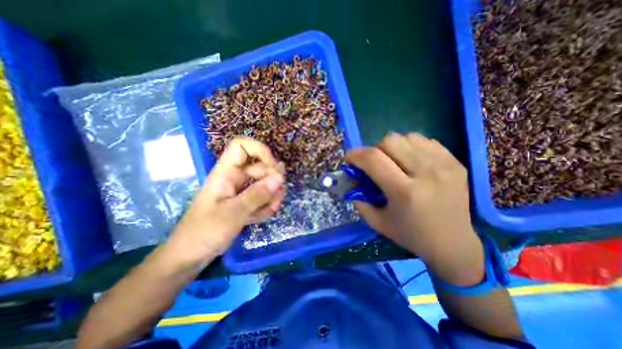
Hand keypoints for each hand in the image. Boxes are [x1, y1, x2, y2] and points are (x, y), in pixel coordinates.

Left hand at [169, 137, 285, 262]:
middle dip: (273, 181)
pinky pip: (261, 197)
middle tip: (277, 197)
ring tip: (271, 209)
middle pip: (260, 167)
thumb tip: (280, 177)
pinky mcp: (244, 202)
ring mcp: (240, 190)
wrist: (189, 257)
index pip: (242, 146)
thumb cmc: (204, 232)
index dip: (260, 151)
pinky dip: (266, 206)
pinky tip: (263, 216)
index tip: (274, 167)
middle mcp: (235, 177)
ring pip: (264, 183)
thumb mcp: (234, 213)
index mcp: (226, 172)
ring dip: (272, 195)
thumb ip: (258, 194)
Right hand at [347, 133, 481, 284]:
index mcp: (404, 192)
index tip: (349, 158)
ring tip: (393, 161)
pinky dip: (411, 147)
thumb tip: (352, 179)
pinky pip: (425, 141)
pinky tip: (411, 161)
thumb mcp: (377, 222)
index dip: (356, 154)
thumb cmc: (410, 235)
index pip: (373, 159)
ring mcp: (444, 165)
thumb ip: (359, 199)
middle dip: (374, 149)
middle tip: (374, 163)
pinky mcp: (455, 162)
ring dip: (393, 147)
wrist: (453, 244)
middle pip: (390, 141)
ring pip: (407, 137)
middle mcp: (426, 173)